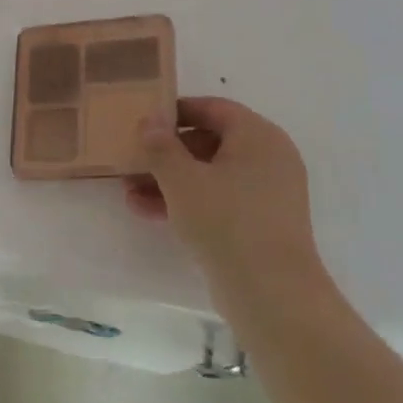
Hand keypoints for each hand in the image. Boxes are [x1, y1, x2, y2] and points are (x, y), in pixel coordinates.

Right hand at [125, 97, 328, 298]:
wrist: (272, 293)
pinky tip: (149, 212)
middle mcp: (269, 157)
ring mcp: (268, 192)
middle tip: (132, 160)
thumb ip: (160, 146)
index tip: (144, 121)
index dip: (176, 112)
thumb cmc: (226, 221)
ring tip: (130, 192)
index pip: (213, 109)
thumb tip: (149, 119)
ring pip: (211, 174)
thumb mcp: (182, 179)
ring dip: (171, 180)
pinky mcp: (262, 223)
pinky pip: (220, 200)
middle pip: (210, 142)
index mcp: (258, 135)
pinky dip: (189, 201)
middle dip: (167, 153)